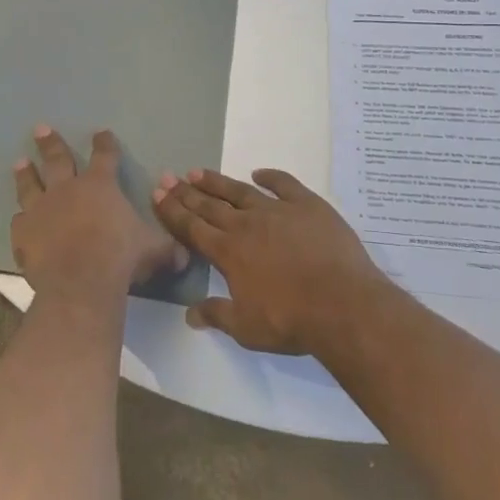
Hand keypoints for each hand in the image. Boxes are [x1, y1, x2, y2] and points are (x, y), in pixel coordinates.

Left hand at [12, 127, 186, 305]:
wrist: (79, 282)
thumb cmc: (120, 258)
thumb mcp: (153, 250)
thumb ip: (167, 248)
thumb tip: (185, 255)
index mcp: (100, 185)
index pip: (105, 156)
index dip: (105, 144)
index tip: (101, 133)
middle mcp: (67, 189)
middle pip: (58, 158)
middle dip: (51, 142)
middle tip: (41, 128)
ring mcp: (42, 209)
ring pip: (31, 184)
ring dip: (26, 173)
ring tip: (20, 162)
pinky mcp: (23, 232)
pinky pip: (20, 222)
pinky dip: (21, 220)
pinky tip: (18, 219)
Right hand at [152, 168, 391, 353]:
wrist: (341, 304)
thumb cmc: (291, 321)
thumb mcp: (247, 328)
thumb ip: (217, 315)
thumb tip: (190, 314)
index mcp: (228, 252)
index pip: (192, 228)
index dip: (173, 211)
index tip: (157, 193)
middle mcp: (246, 224)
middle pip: (210, 205)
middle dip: (186, 192)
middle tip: (168, 176)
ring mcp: (277, 210)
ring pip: (240, 190)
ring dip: (217, 181)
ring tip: (197, 171)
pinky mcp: (307, 205)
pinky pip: (284, 184)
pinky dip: (270, 176)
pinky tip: (259, 172)